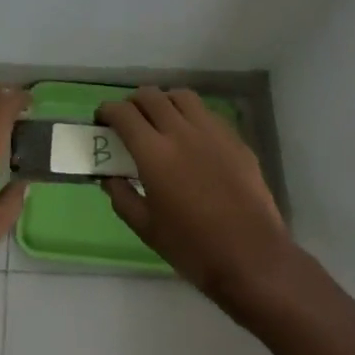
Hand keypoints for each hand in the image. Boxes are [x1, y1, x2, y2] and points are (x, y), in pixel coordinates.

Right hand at [97, 86, 294, 311]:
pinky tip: (193, 138)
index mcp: (154, 153)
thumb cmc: (193, 248)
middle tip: (129, 121)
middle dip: (133, 103)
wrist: (252, 258)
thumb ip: (122, 198)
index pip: (123, 113)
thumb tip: (110, 178)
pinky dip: (191, 116)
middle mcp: (181, 131)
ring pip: (181, 96)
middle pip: (151, 96)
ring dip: (164, 102)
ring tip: (161, 121)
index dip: (107, 111)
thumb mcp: (147, 230)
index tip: (102, 121)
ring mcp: (212, 131)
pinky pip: (207, 113)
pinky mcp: (235, 138)